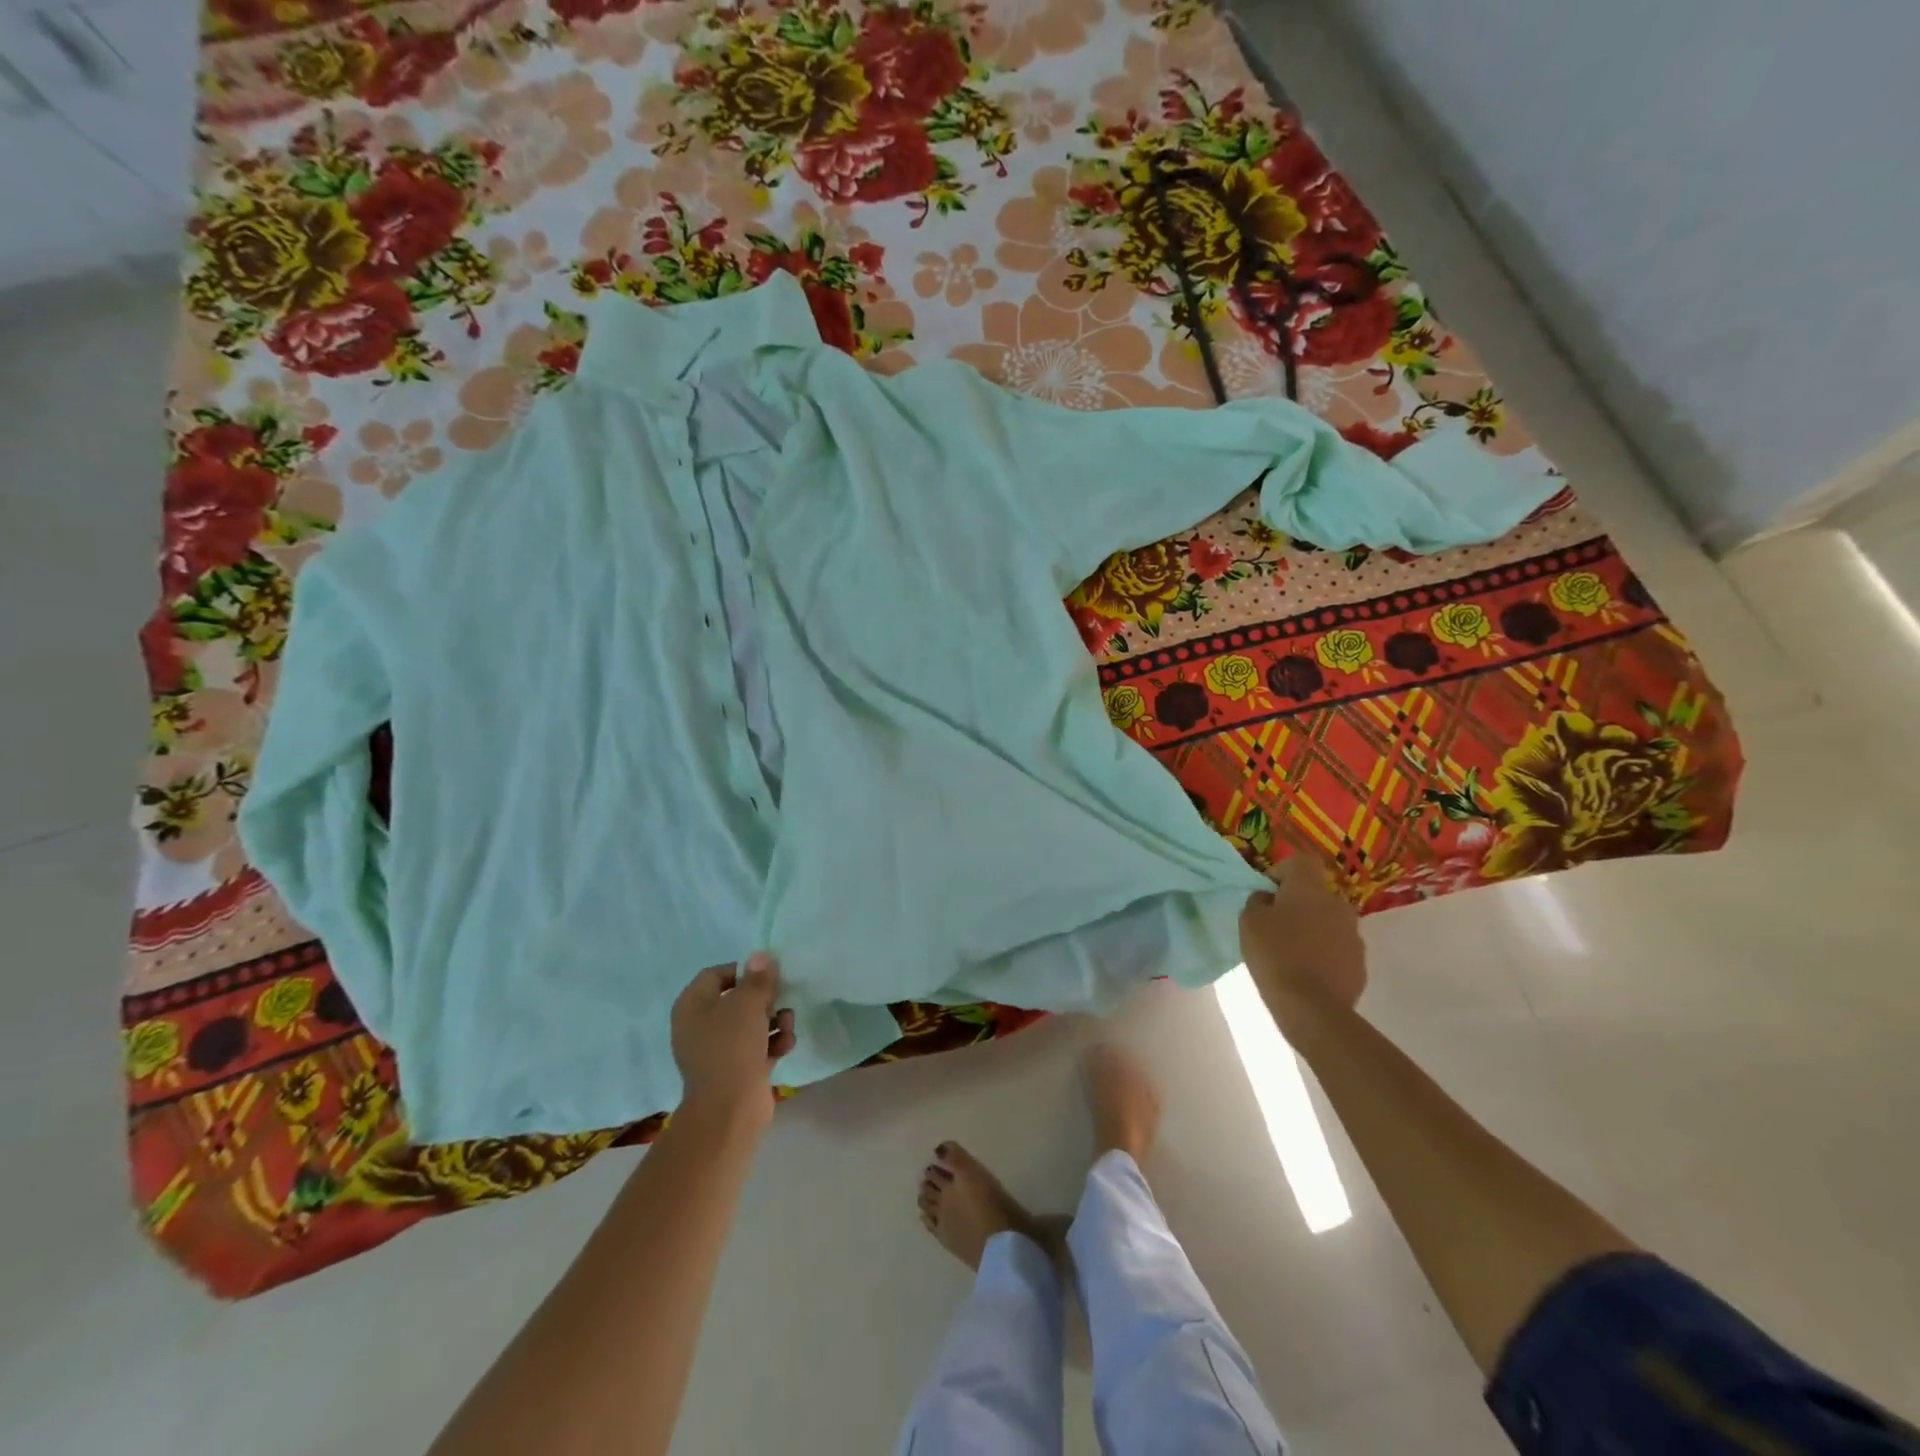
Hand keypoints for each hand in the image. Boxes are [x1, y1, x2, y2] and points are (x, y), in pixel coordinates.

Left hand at [670, 953, 795, 1124]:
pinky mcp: (734, 1071)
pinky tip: (786, 1046)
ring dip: (775, 1020)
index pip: (716, 974)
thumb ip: (758, 977)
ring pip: (750, 1024)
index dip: (743, 971)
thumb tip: (761, 956)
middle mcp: (699, 1026)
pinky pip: (756, 1047)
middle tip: (782, 999)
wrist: (729, 1109)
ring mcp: (716, 1051)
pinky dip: (772, 1044)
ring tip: (788, 1026)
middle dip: (765, 999)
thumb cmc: (733, 1046)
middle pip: (737, 999)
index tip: (767, 975)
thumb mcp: (748, 1003)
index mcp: (692, 1005)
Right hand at [1240, 855, 1367, 1041]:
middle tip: (1276, 925)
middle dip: (1298, 904)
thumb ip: (1258, 902)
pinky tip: (1307, 972)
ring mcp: (1354, 935)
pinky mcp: (1360, 963)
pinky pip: (1338, 948)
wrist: (1312, 1007)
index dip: (1281, 872)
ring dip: (1313, 929)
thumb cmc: (1275, 955)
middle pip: (1315, 894)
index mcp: (1310, 889)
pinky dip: (1324, 953)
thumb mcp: (1249, 922)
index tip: (1267, 894)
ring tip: (1292, 952)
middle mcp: (1338, 904)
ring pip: (1329, 921)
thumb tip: (1268, 898)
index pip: (1299, 862)